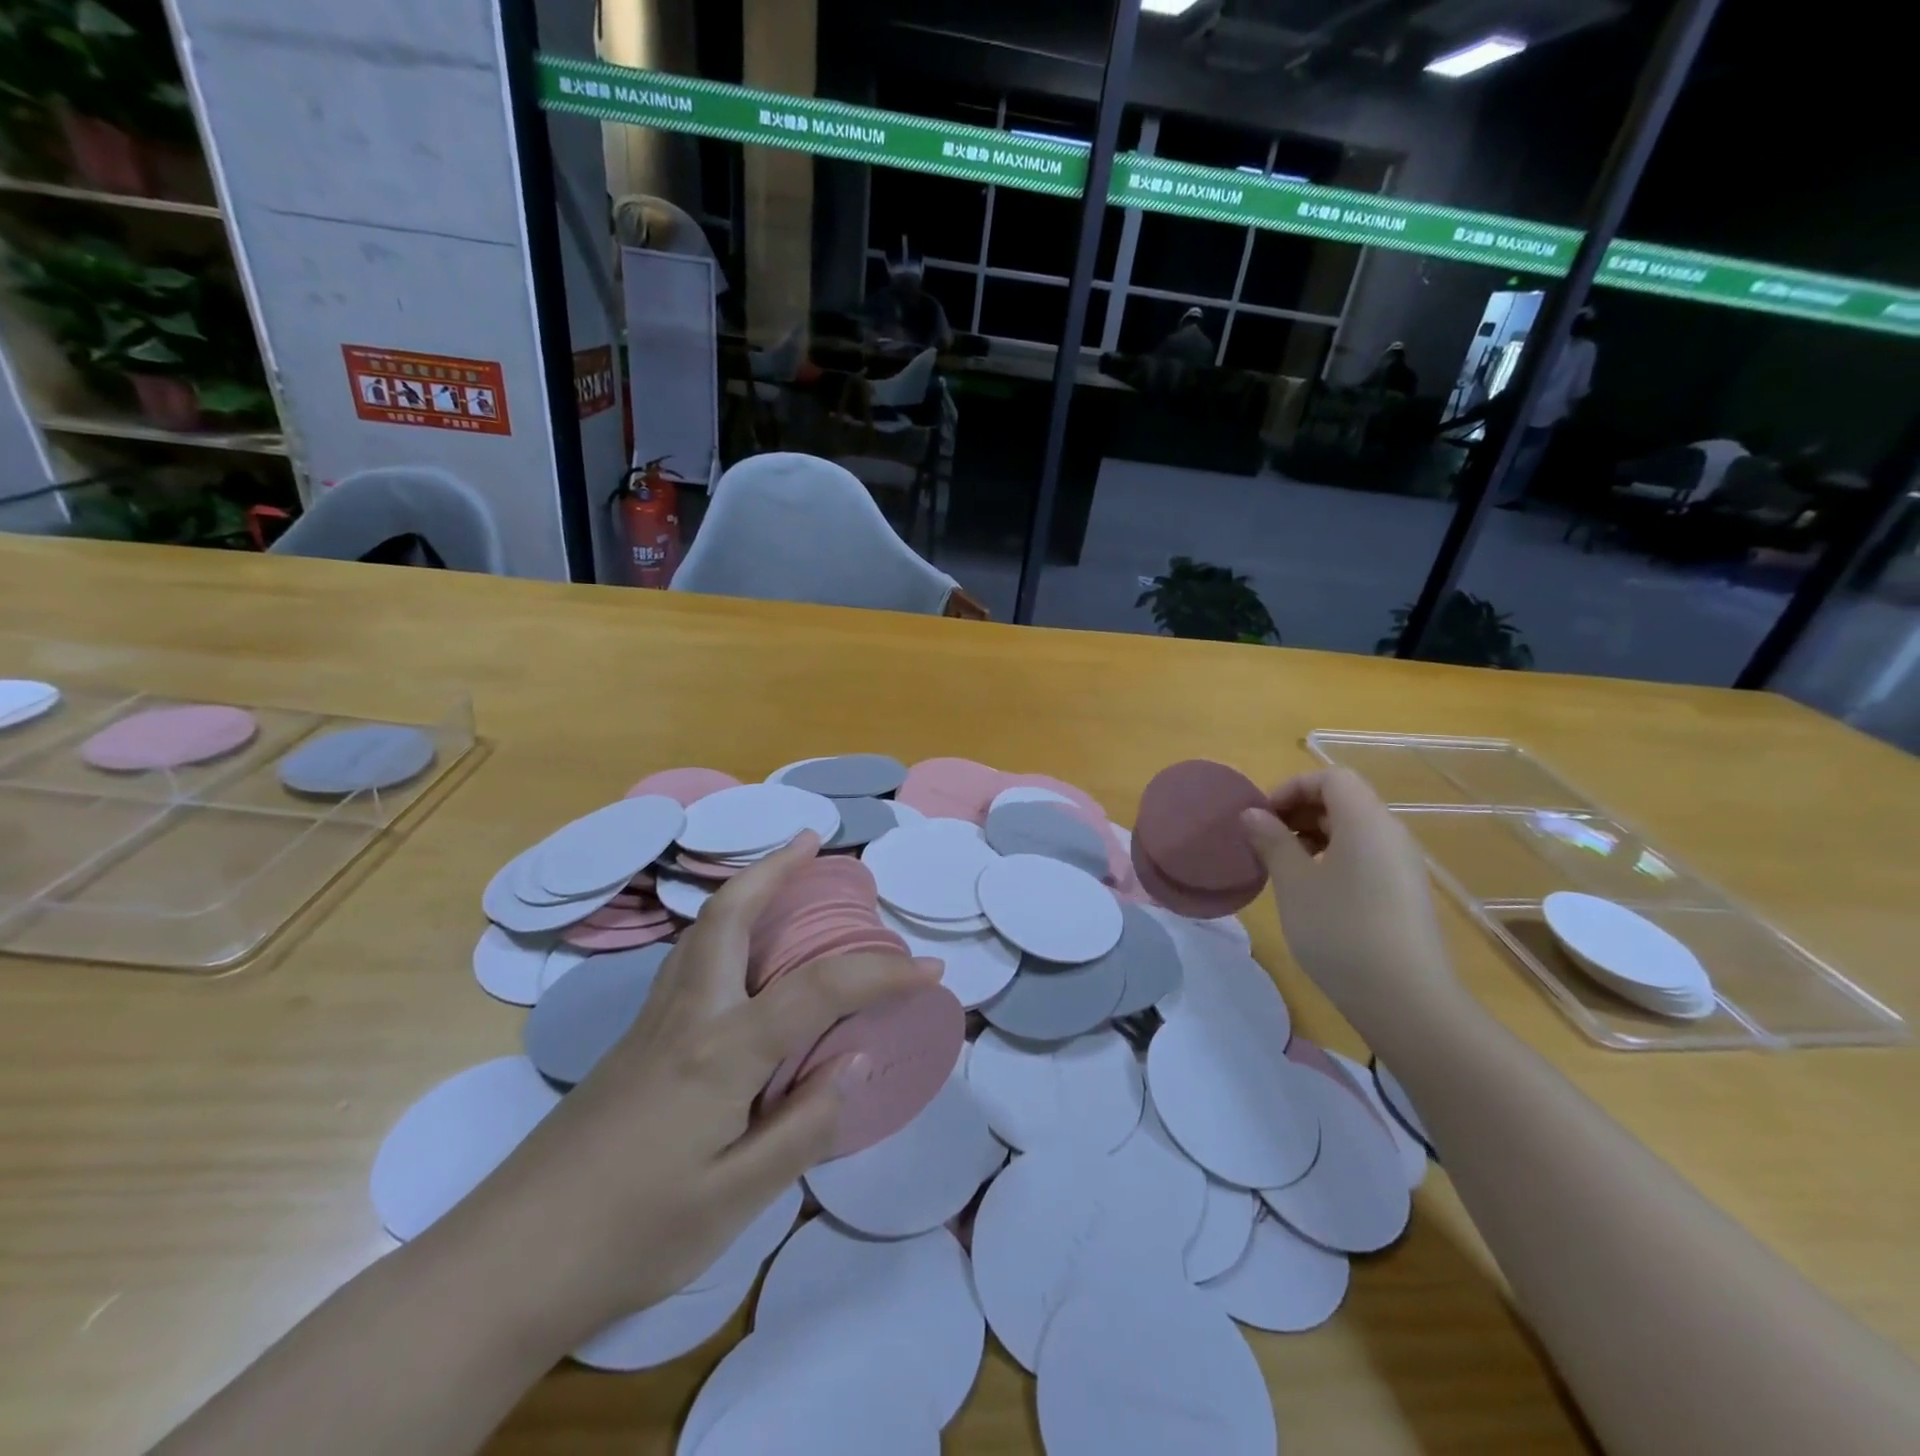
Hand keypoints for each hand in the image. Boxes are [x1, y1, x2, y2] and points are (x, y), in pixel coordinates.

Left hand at [446, 832, 939, 1343]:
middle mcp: (687, 1014)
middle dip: (774, 868)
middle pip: (729, 914)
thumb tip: (856, 1059)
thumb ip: (803, 1126)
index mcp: (721, 1050)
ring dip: (745, 889)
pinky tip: (736, 958)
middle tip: (813, 842)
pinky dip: (722, 928)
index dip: (882, 975)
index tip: (931, 969)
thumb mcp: (733, 1200)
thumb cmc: (629, 1235)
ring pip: (701, 929)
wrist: (505, 1263)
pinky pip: (688, 959)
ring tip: (781, 878)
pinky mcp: (633, 1042)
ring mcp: (651, 1023)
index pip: (819, 991)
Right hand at [1239, 768, 1463, 1042]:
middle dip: (1300, 811)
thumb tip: (1253, 814)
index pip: (1331, 778)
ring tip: (1284, 865)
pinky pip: (1367, 856)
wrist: (1407, 1002)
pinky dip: (1335, 857)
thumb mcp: (1294, 883)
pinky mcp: (1406, 894)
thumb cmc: (1341, 931)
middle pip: (1345, 800)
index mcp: (1366, 821)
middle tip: (1265, 839)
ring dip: (1315, 835)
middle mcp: (1391, 834)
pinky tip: (1313, 892)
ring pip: (1355, 830)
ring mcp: (1403, 866)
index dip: (1292, 787)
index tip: (1262, 817)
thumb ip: (1272, 841)